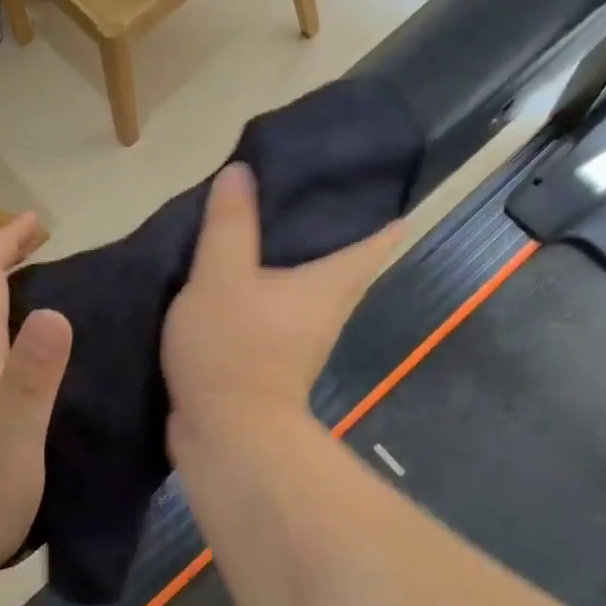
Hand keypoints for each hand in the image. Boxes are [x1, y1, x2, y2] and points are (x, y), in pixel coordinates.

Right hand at [163, 163, 402, 438]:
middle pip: (343, 260)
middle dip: (330, 226)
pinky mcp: (271, 359)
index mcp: (331, 283)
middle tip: (303, 184)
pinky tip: (234, 270)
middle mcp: (327, 309)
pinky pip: (274, 309)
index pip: (378, 239)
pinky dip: (263, 286)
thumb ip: (230, 224)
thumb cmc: (233, 348)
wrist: (224, 433)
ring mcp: (301, 338)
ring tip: (264, 218)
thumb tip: (241, 172)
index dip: (383, 210)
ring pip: (305, 284)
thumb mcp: (222, 275)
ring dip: (291, 257)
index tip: (377, 181)